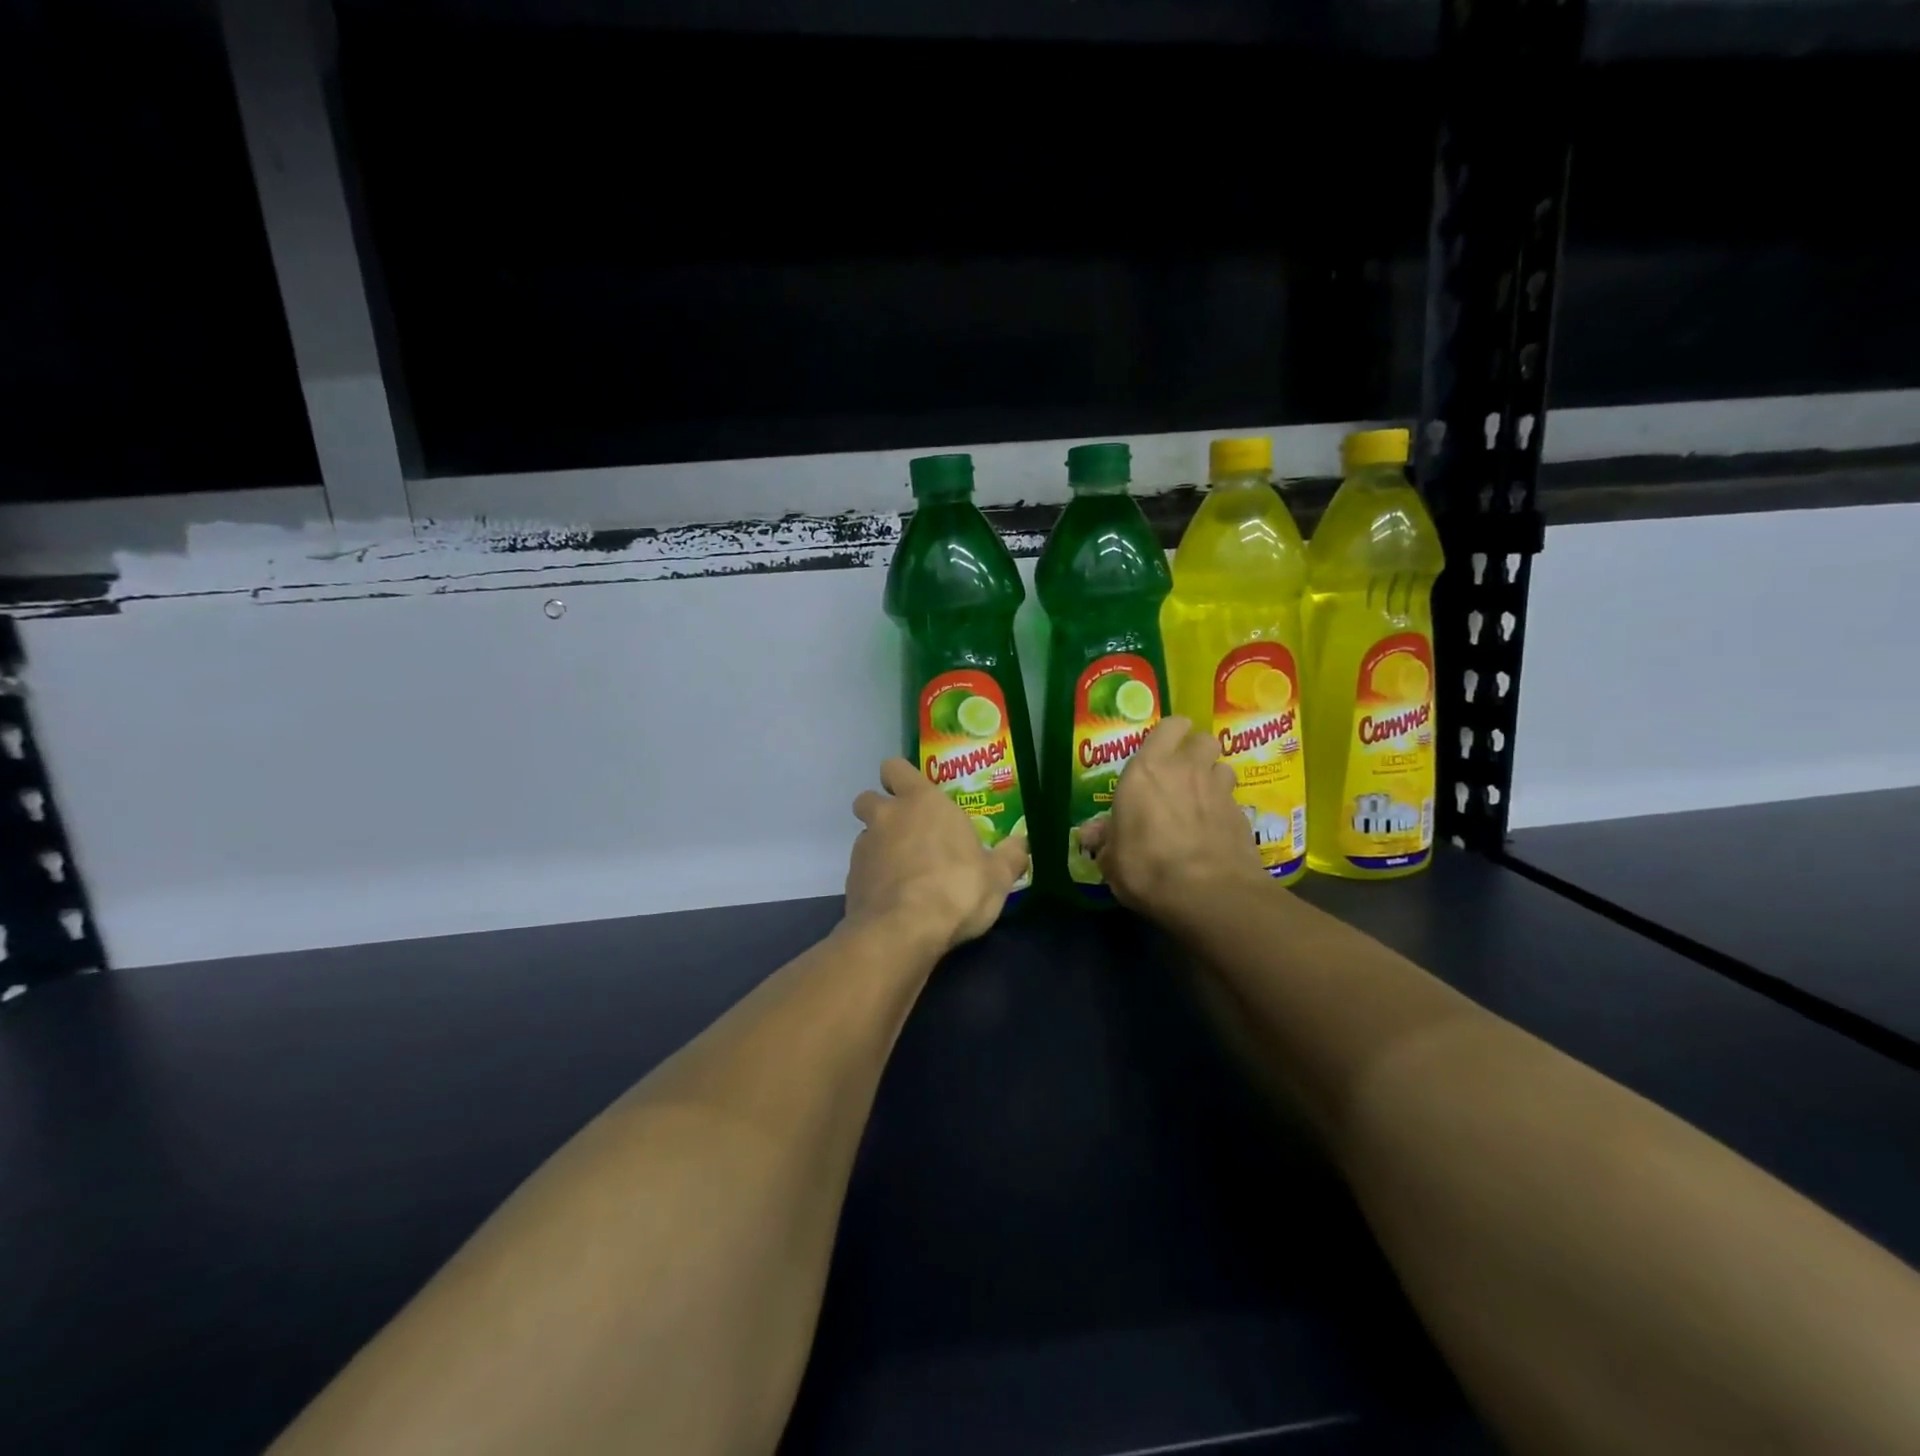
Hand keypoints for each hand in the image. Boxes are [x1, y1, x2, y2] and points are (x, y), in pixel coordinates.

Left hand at [846, 759, 1029, 951]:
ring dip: (879, 847)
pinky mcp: (850, 881)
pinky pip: (861, 871)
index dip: (900, 777)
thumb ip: (1009, 856)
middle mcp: (887, 817)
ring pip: (865, 836)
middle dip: (881, 810)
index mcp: (921, 802)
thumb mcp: (997, 876)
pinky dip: (874, 879)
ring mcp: (863, 849)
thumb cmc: (956, 888)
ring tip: (904, 873)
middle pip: (868, 799)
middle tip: (906, 831)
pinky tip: (894, 899)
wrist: (903, 931)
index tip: (912, 793)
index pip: (895, 768)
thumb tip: (1021, 845)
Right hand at [1079, 717, 1266, 921]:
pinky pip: (1232, 801)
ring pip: (1222, 767)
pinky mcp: (1242, 815)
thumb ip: (1105, 840)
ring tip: (1201, 801)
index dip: (1170, 734)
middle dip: (1195, 752)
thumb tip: (1090, 834)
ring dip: (1213, 778)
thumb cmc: (1147, 867)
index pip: (1170, 726)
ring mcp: (1219, 790)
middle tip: (1182, 774)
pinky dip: (1224, 811)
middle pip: (1202, 740)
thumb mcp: (1112, 859)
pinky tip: (1215, 833)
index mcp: (1147, 770)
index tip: (1162, 750)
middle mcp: (1186, 769)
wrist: (1208, 893)